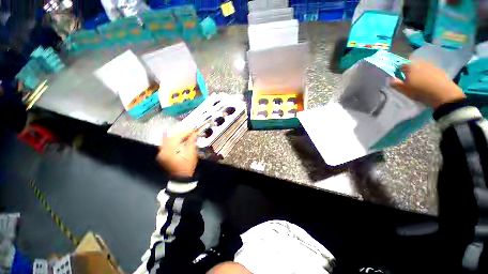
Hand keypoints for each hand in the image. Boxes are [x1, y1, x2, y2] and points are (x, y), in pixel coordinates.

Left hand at [156, 130, 198, 177]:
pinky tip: (166, 132)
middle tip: (190, 131)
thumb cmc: (187, 166)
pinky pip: (163, 143)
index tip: (193, 130)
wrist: (181, 176)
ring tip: (184, 132)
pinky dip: (166, 138)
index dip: (186, 132)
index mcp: (171, 151)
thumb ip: (192, 142)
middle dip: (182, 132)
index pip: (178, 137)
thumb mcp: (191, 154)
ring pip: (167, 139)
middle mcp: (164, 151)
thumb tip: (195, 133)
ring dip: (176, 134)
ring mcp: (161, 152)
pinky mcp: (162, 154)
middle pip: (172, 137)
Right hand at [390, 60, 465, 109]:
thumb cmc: (421, 91)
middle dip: (409, 69)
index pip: (400, 64)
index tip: (398, 76)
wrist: (443, 93)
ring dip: (418, 71)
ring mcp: (430, 65)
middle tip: (408, 79)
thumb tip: (390, 79)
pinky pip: (429, 69)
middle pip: (412, 64)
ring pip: (421, 66)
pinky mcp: (438, 69)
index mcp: (410, 66)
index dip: (398, 70)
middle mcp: (420, 62)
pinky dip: (426, 73)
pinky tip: (427, 81)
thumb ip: (396, 84)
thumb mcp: (405, 90)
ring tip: (418, 80)